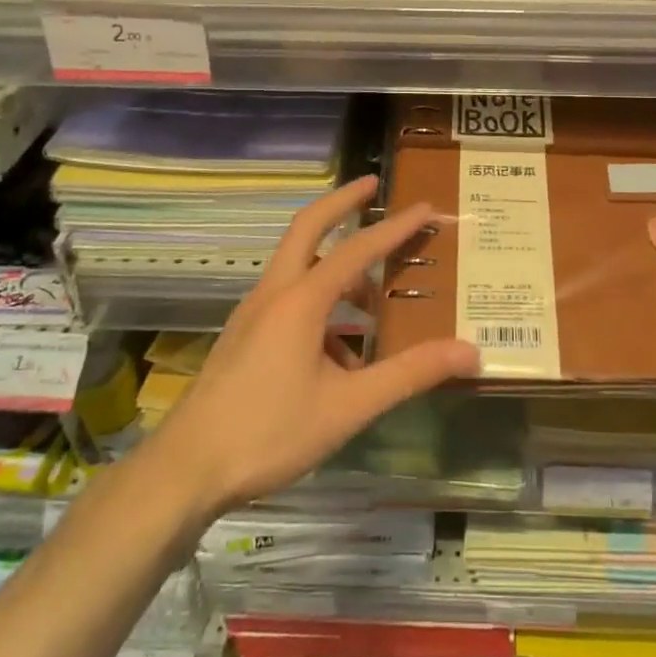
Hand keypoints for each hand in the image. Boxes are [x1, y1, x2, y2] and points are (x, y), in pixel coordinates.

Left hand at [150, 176, 477, 520]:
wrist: (186, 470)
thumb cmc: (269, 432)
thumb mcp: (349, 406)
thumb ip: (410, 374)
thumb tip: (470, 353)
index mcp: (301, 300)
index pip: (358, 248)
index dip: (396, 227)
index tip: (426, 206)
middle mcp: (274, 293)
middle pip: (308, 227)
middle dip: (341, 202)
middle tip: (372, 186)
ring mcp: (253, 313)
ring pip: (298, 267)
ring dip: (334, 266)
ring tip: (373, 302)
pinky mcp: (244, 335)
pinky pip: (288, 299)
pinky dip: (319, 304)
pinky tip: (340, 355)